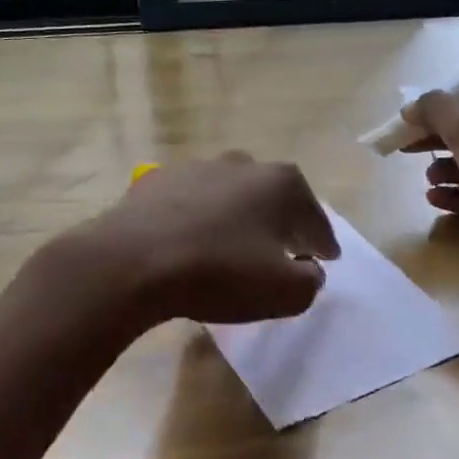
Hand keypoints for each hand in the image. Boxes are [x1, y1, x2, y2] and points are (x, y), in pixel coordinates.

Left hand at [77, 154, 340, 325]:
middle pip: (274, 199)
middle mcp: (244, 164)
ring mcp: (197, 167)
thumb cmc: (220, 274)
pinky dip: (199, 219)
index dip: (324, 244)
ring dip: (238, 219)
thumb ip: (310, 281)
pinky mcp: (157, 180)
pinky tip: (191, 242)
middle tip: (284, 252)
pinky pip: (192, 203)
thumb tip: (308, 269)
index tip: (326, 258)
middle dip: (282, 224)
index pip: (316, 220)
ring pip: (231, 196)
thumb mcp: (284, 293)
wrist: (132, 263)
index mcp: (282, 184)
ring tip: (233, 248)